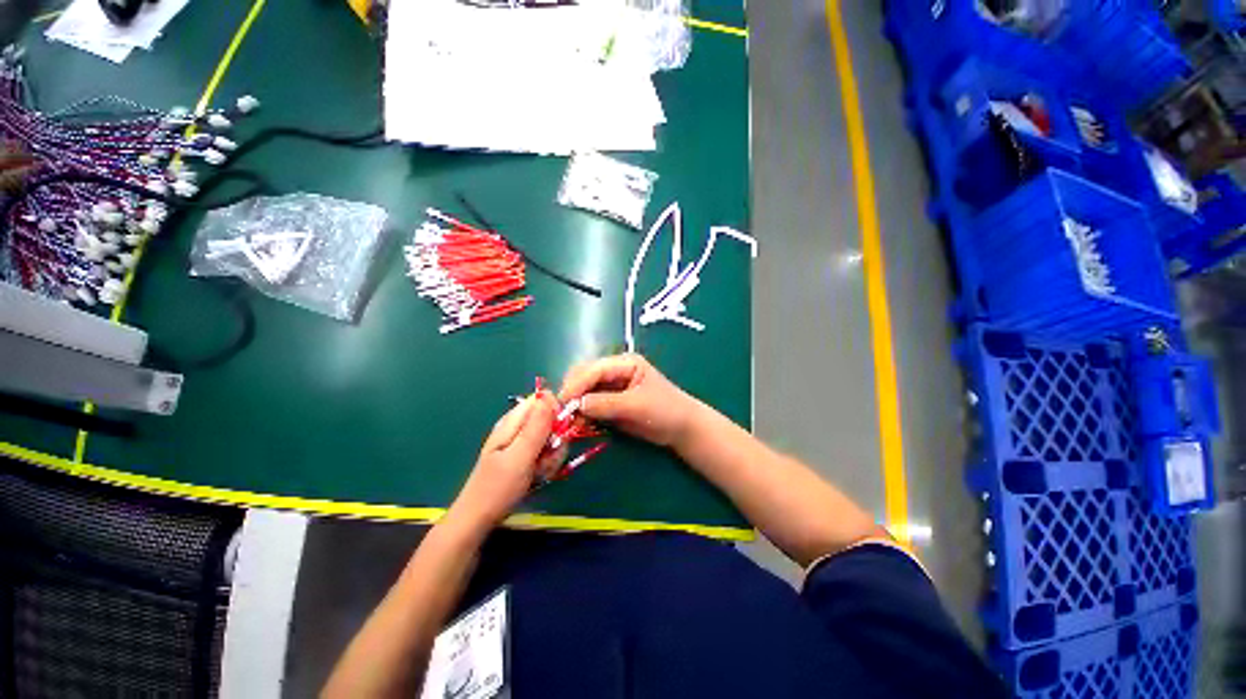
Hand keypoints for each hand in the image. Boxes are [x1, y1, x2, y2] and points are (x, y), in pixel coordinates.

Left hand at [450, 393, 557, 528]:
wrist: (479, 519)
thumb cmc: (497, 488)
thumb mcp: (520, 456)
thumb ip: (536, 427)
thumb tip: (549, 395)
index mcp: (512, 421)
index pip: (542, 399)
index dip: (556, 410)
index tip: (561, 430)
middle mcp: (518, 426)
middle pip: (550, 418)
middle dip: (556, 437)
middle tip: (548, 457)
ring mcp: (522, 441)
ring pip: (552, 436)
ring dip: (553, 453)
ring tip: (541, 470)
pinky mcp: (526, 454)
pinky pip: (546, 450)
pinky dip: (548, 462)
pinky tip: (539, 475)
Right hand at [559, 354, 700, 447]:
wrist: (681, 429)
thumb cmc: (666, 411)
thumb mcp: (637, 406)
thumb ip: (607, 404)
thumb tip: (576, 405)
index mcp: (625, 363)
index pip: (594, 369)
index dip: (577, 384)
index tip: (563, 403)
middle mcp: (615, 370)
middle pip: (584, 375)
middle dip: (572, 391)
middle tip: (562, 413)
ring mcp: (611, 386)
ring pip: (583, 389)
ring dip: (574, 403)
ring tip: (566, 421)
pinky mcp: (610, 402)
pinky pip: (589, 404)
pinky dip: (581, 413)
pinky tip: (577, 423)